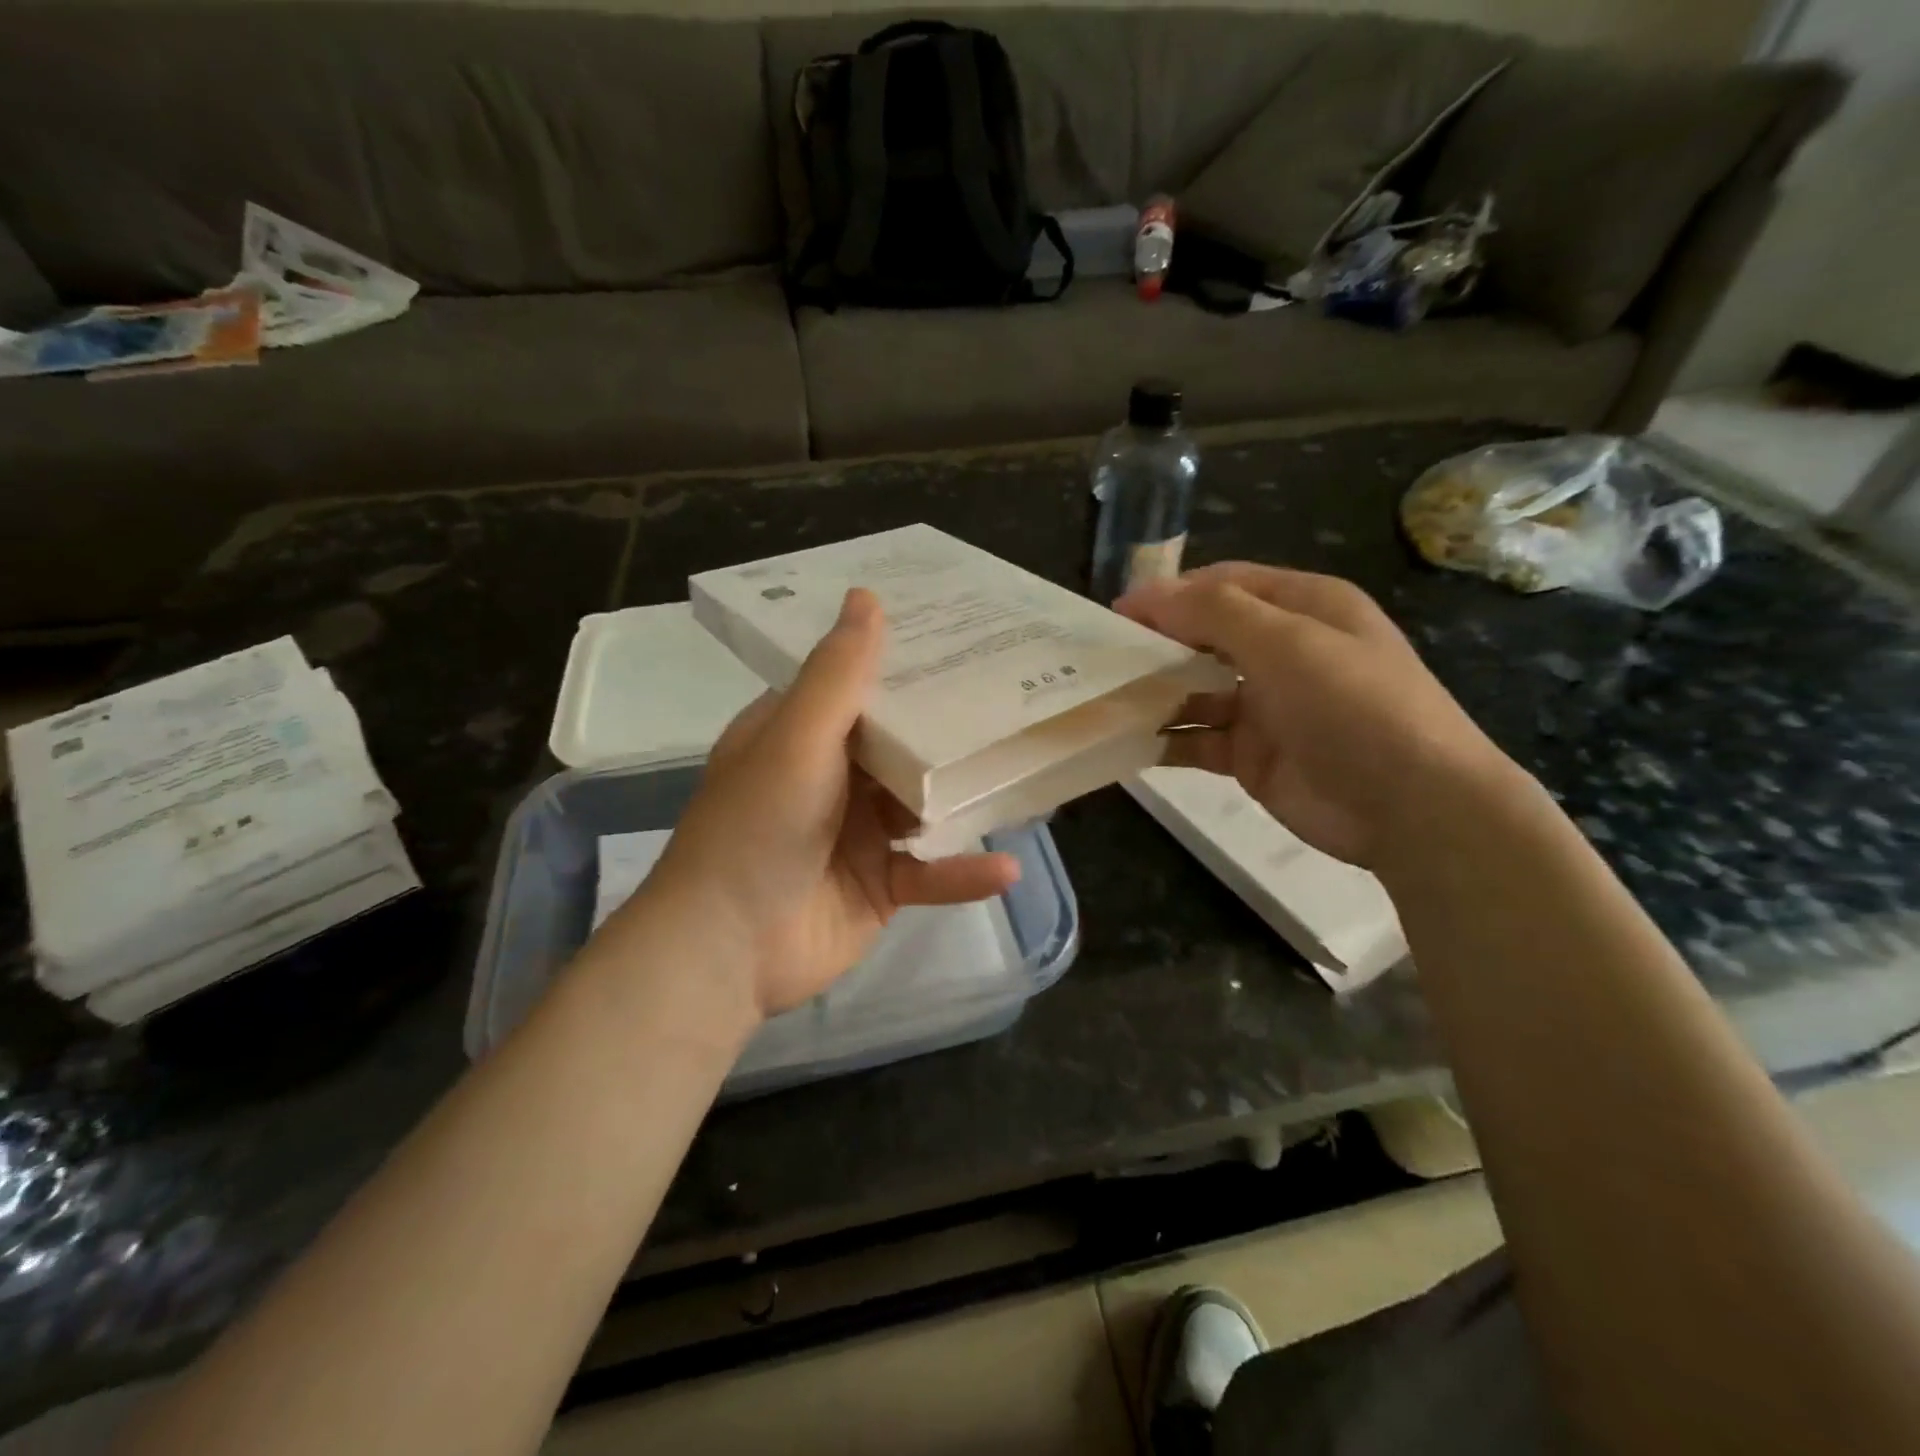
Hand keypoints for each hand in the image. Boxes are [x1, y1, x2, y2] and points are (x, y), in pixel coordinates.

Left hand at [638, 588, 1019, 1019]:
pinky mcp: (881, 887)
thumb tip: (865, 596)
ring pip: (925, 806)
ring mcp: (859, 835)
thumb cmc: (757, 827)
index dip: (903, 662)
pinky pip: (930, 874)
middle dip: (949, 726)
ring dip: (964, 797)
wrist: (726, 950)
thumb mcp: (797, 740)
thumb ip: (838, 675)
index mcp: (800, 735)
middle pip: (901, 743)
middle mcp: (831, 778)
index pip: (857, 684)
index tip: (961, 637)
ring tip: (1027, 770)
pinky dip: (963, 873)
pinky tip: (1006, 868)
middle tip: (1015, 693)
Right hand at [1116, 563, 1516, 868]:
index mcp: (1302, 609)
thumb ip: (1214, 613)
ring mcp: (1266, 707)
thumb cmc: (1353, 706)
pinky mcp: (1252, 757)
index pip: (1223, 586)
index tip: (1116, 614)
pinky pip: (1197, 740)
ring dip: (1155, 693)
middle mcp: (1282, 652)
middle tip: (1101, 658)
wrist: (1411, 807)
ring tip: (1104, 699)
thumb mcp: (1287, 642)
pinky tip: (1127, 742)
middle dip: (1156, 644)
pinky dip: (1165, 739)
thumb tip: (1146, 595)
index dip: (1169, 595)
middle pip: (1204, 637)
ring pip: (1195, 691)